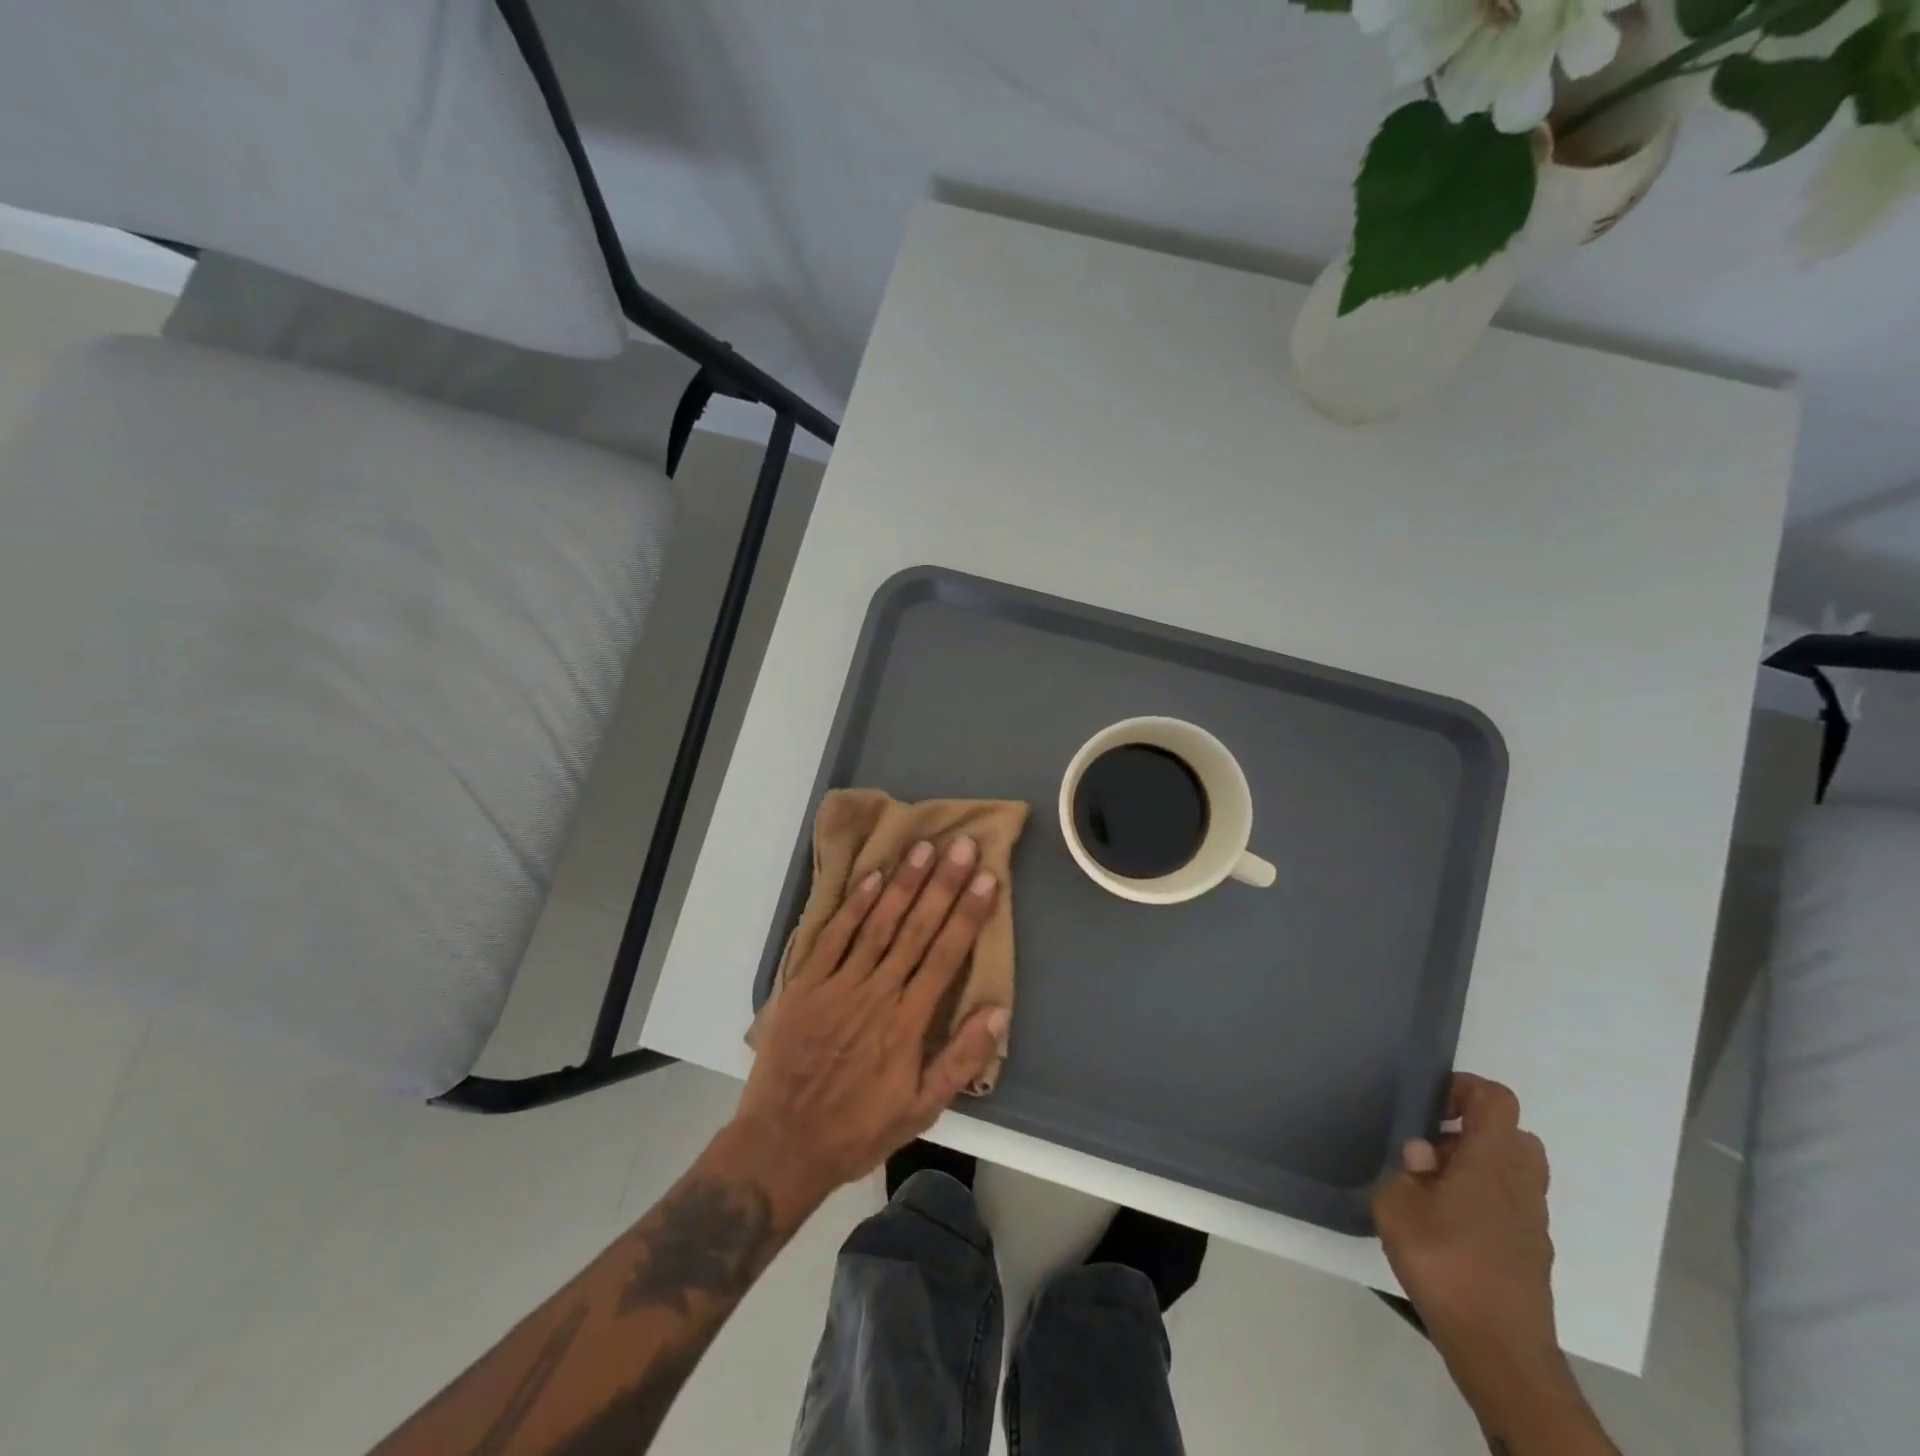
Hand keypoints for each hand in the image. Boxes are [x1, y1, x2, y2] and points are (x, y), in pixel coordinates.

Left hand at [731, 835, 1005, 1208]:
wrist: (782, 1143)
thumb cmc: (858, 1128)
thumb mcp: (920, 1109)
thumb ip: (960, 1060)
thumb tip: (998, 1011)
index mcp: (909, 1023)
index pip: (945, 956)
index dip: (968, 914)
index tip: (985, 878)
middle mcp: (877, 993)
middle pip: (916, 930)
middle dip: (942, 884)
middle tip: (961, 845)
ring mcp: (838, 984)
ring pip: (878, 924)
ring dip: (903, 884)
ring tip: (924, 847)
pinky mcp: (806, 984)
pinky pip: (833, 937)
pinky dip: (853, 905)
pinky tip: (872, 877)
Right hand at [1373, 1075, 1557, 1370]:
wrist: (1499, 1350)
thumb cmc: (1444, 1263)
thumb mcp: (1397, 1205)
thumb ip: (1407, 1170)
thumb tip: (1424, 1155)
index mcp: (1491, 1160)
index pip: (1496, 1099)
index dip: (1464, 1089)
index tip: (1431, 1107)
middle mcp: (1521, 1183)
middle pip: (1513, 1133)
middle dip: (1474, 1130)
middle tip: (1435, 1148)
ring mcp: (1534, 1221)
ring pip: (1517, 1170)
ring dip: (1481, 1165)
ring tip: (1438, 1187)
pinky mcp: (1534, 1252)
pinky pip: (1514, 1204)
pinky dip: (1487, 1199)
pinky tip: (1451, 1224)